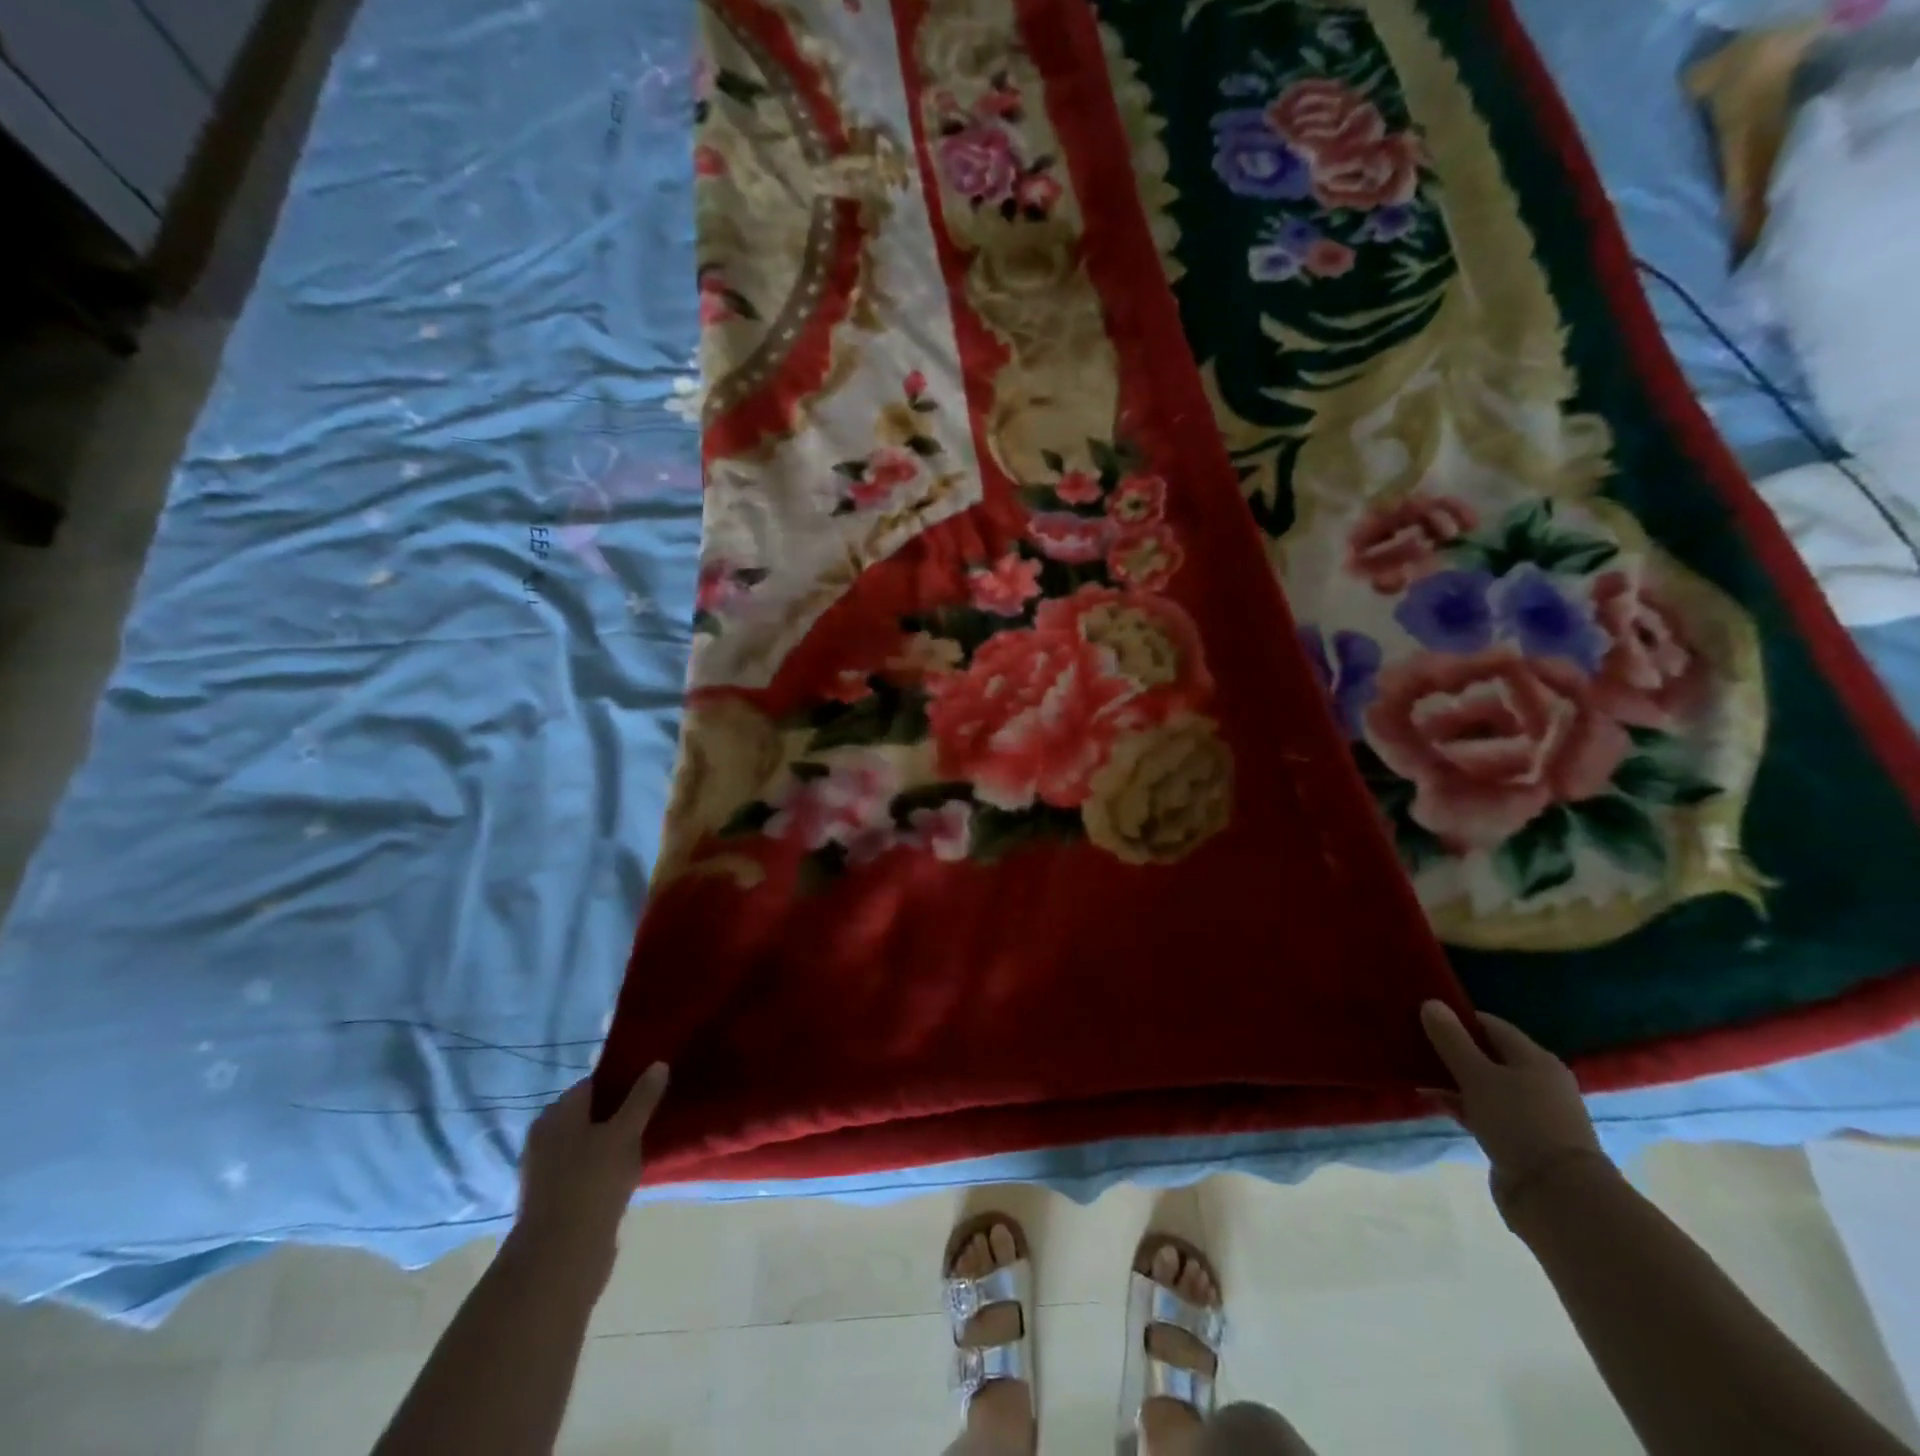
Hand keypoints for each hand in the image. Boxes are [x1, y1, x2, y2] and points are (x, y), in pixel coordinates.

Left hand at [509, 1063, 669, 1272]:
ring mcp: (547, 1171)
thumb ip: (642, 1098)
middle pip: (589, 1114)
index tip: (650, 1086)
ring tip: (645, 1142)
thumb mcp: (625, 1133)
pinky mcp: (554, 1200)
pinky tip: (627, 1173)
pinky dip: (603, 1168)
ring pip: (588, 1144)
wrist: (559, 1258)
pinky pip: (585, 1171)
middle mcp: (546, 1137)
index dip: (622, 1082)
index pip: (592, 1084)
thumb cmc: (592, 1182)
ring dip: (612, 1142)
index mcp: (556, 1114)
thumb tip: (658, 1063)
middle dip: (618, 1112)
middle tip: (652, 1113)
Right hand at [1419, 1001, 1612, 1224]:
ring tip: (1417, 1075)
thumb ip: (1452, 1039)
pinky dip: (1462, 1105)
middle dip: (1452, 1050)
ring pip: (1485, 1085)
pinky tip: (1435, 1103)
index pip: (1491, 1025)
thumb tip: (1431, 1002)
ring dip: (1453, 1080)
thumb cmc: (1519, 1123)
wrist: (1558, 1197)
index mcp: (1535, 1059)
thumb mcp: (1477, 1076)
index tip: (1423, 1020)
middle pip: (1488, 1055)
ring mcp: (1532, 1113)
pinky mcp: (1522, 1140)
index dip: (1457, 1019)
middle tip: (1414, 1046)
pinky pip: (1485, 1111)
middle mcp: (1539, 1082)